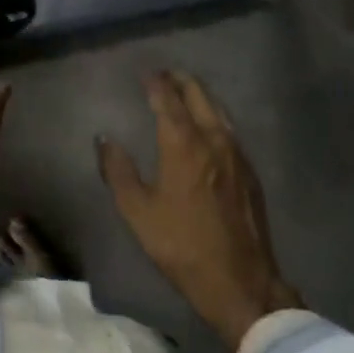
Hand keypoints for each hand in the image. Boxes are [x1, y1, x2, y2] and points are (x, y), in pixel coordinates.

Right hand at [98, 71, 301, 352]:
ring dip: (200, 95)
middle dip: (181, 80)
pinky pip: (230, 128)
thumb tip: (104, 139)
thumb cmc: (181, 245)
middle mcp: (213, 138)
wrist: (239, 279)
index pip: (168, 99)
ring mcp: (237, 153)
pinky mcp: (249, 170)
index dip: (155, 82)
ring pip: (219, 109)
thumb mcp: (138, 212)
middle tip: (165, 75)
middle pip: (199, 95)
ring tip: (185, 92)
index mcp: (183, 144)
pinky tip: (209, 126)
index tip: (145, 73)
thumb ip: (118, 171)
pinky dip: (215, 115)